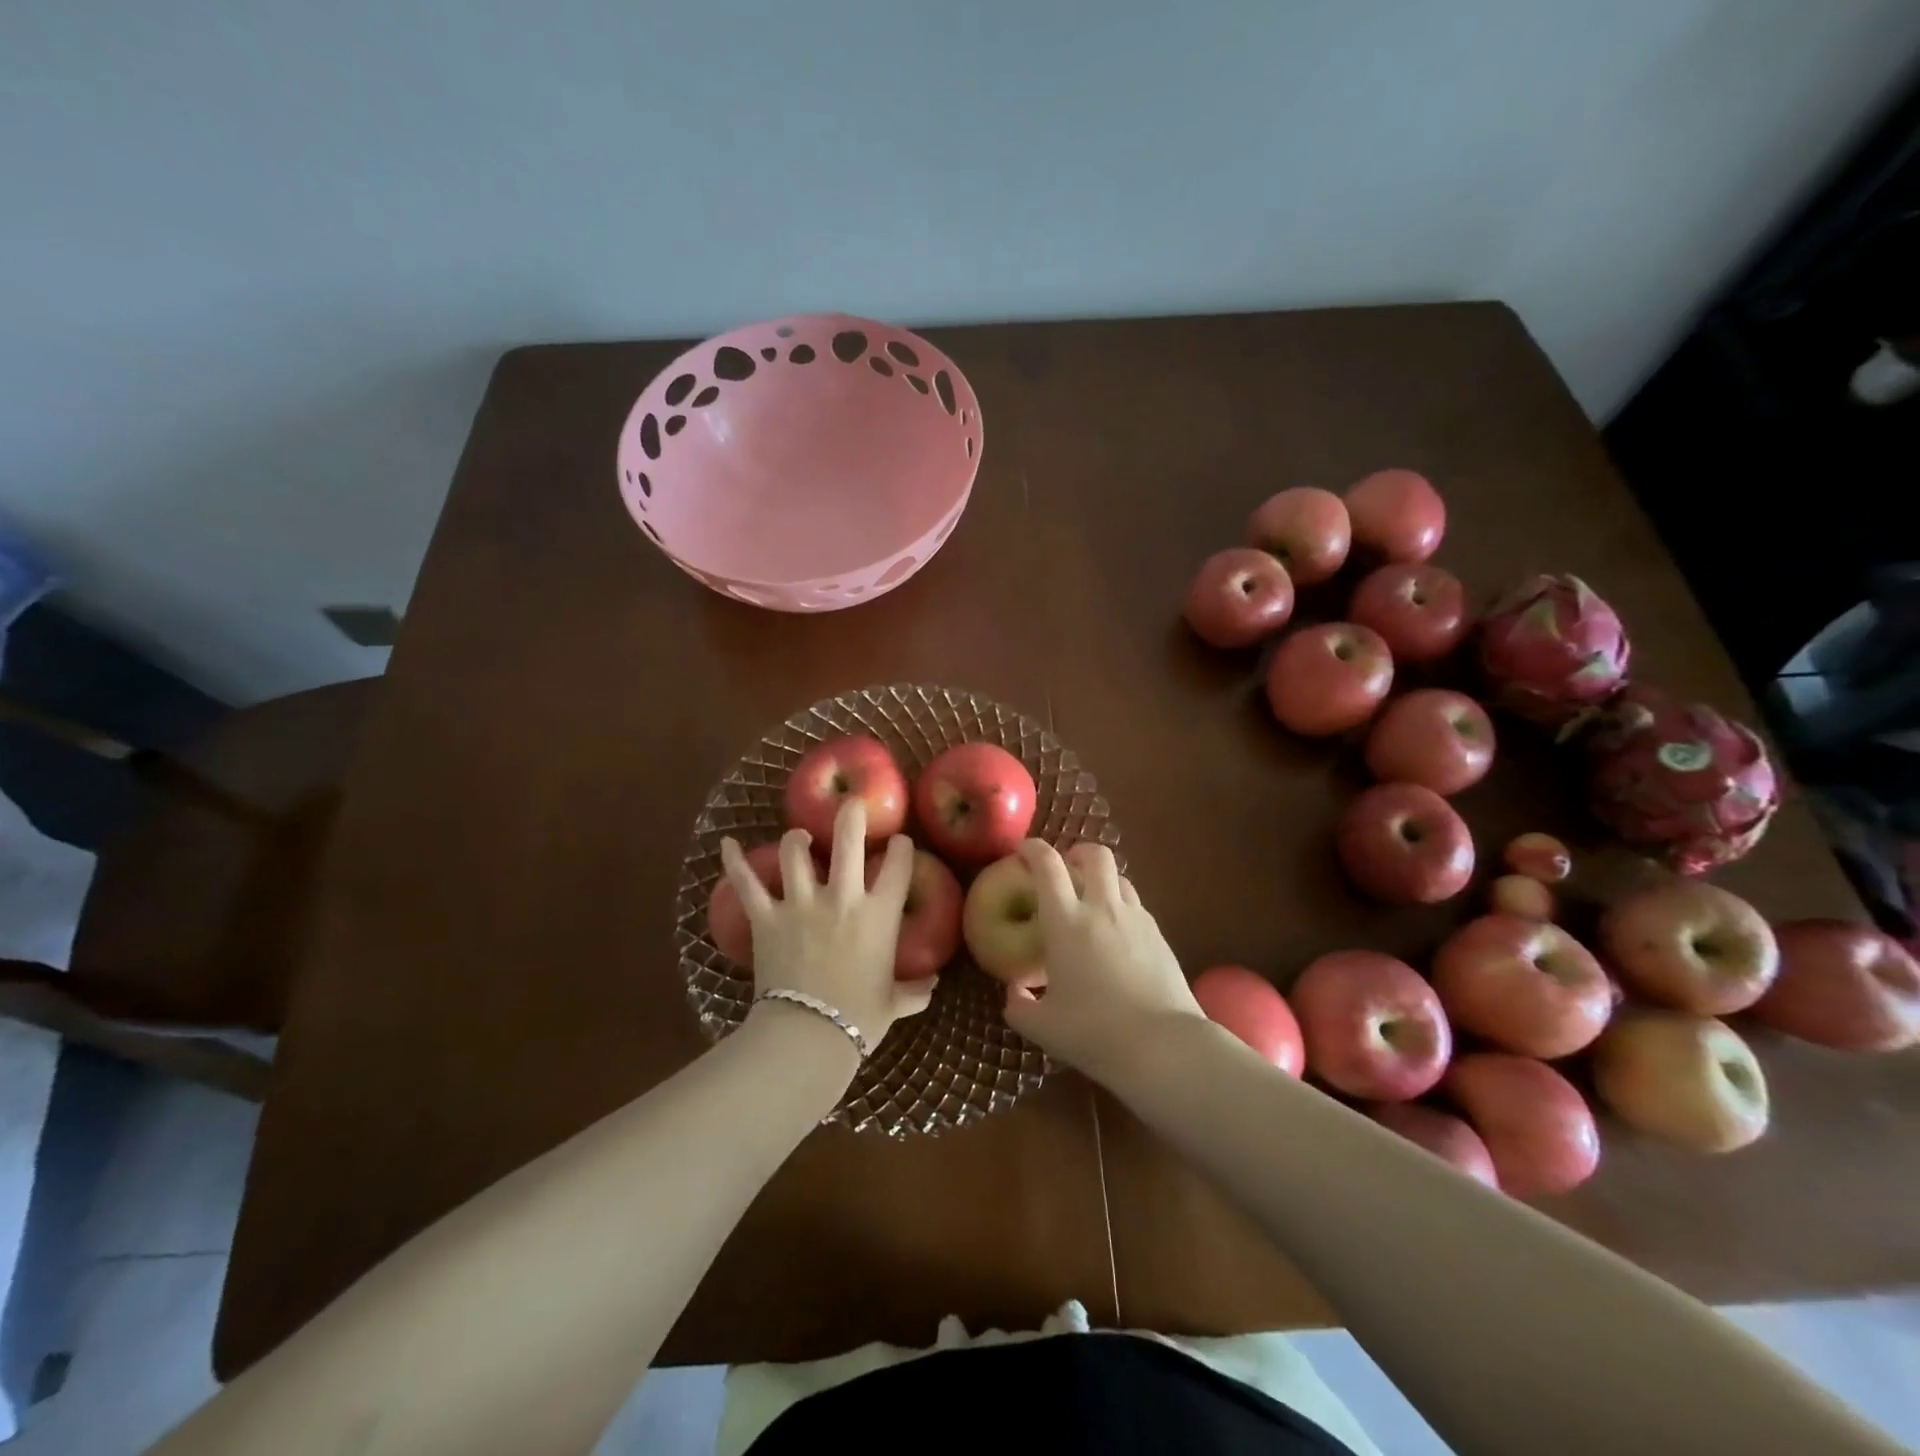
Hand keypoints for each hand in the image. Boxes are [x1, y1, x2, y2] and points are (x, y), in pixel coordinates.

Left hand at [719, 799, 936, 1062]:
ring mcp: (801, 904)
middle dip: (850, 816)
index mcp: (879, 916)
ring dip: (797, 839)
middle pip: (848, 842)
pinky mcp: (767, 918)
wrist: (808, 1035)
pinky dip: (735, 863)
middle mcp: (842, 898)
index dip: (901, 849)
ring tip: (799, 834)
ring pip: (795, 855)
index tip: (899, 841)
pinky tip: (728, 844)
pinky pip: (747, 885)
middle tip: (851, 803)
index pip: (898, 869)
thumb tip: (933, 988)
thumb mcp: (893, 1005)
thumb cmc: (858, 1019)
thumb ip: (913, 992)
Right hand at [1001, 840, 1204, 1086]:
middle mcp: (1102, 908)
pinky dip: (1123, 909)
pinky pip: (1138, 907)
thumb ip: (1019, 1006)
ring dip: (1104, 880)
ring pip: (1121, 878)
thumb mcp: (1043, 1027)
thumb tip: (1014, 992)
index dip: (1033, 849)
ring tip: (1094, 902)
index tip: (1023, 851)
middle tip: (1067, 868)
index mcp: (1065, 921)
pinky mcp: (1160, 936)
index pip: (1047, 864)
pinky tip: (1118, 937)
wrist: (1163, 1046)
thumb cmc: (1093, 1032)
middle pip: (1095, 855)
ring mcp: (1136, 919)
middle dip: (1078, 852)